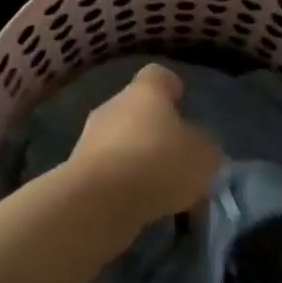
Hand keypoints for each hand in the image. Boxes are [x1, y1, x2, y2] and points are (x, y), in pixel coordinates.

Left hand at [70, 64, 220, 231]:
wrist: (97, 202)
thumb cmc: (158, 163)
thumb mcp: (203, 156)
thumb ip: (205, 148)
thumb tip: (200, 147)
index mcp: (145, 91)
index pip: (158, 75)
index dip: (171, 87)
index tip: (182, 101)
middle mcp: (114, 106)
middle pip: (137, 110)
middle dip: (155, 130)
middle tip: (177, 156)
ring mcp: (90, 138)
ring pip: (121, 142)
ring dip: (138, 159)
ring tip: (161, 189)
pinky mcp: (76, 172)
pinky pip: (107, 171)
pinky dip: (122, 185)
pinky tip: (139, 207)